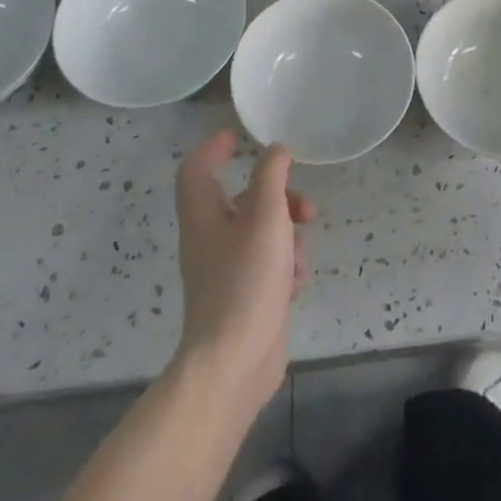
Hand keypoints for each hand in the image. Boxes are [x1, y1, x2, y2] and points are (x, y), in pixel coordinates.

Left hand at [173, 131, 312, 414]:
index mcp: (204, 217)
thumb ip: (272, 177)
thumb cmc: (245, 281)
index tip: (236, 136)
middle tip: (304, 206)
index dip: (212, 149)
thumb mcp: (265, 217)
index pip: (196, 171)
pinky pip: (267, 266)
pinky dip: (285, 265)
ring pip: (260, 233)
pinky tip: (298, 282)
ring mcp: (226, 272)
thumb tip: (276, 149)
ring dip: (287, 233)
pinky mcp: (244, 298)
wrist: (233, 364)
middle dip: (277, 197)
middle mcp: (210, 241)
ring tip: (303, 251)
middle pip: (240, 202)